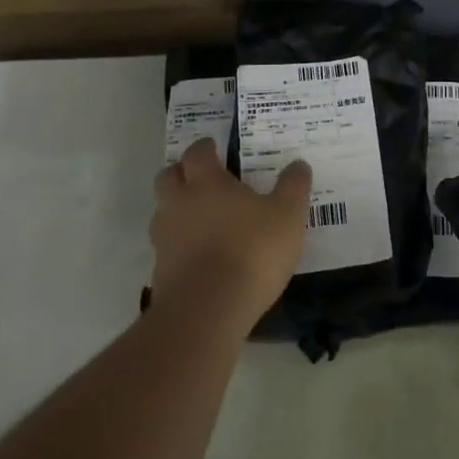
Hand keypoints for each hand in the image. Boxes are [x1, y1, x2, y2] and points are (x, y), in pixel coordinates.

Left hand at [150, 138, 310, 336]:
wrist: (208, 311)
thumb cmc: (251, 251)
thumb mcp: (288, 216)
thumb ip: (293, 187)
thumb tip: (298, 165)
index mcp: (206, 183)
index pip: (197, 153)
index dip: (205, 148)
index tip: (214, 147)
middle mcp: (179, 204)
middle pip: (168, 177)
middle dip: (181, 172)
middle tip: (200, 177)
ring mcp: (165, 239)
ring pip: (163, 212)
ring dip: (177, 209)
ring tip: (201, 219)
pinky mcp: (160, 272)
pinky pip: (167, 247)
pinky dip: (179, 245)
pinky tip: (200, 256)